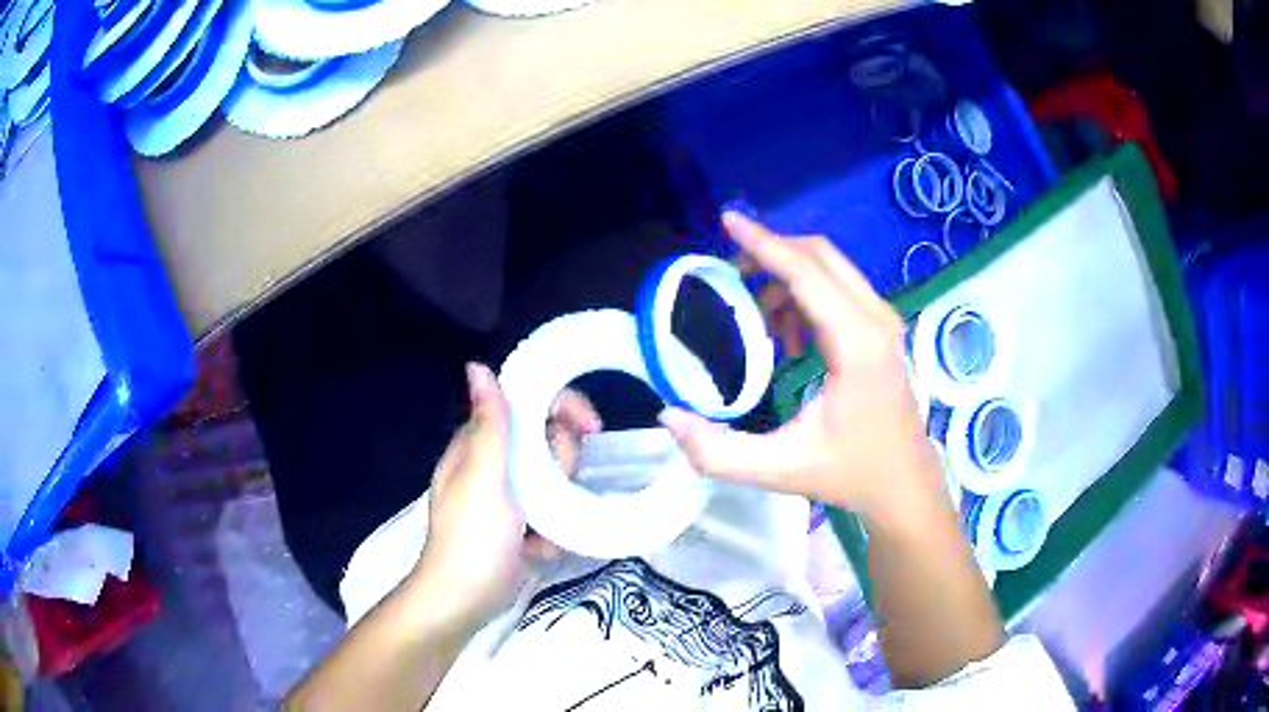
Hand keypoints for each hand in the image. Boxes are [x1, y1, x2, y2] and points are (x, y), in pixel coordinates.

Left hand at [414, 364, 600, 632]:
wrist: (464, 600)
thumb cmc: (472, 537)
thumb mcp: (482, 477)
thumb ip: (490, 425)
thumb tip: (478, 365)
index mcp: (479, 445)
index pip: (527, 404)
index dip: (560, 408)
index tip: (591, 428)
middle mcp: (492, 464)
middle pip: (546, 441)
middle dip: (560, 464)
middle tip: (556, 488)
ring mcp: (507, 497)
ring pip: (553, 479)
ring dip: (558, 502)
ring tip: (543, 529)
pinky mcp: (519, 526)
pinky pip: (552, 512)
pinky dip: (552, 529)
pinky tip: (540, 547)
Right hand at [660, 213, 944, 525]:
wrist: (904, 483)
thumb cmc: (849, 473)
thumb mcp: (779, 469)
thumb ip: (718, 452)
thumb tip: (668, 415)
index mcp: (857, 343)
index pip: (805, 271)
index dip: (763, 242)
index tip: (726, 220)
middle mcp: (876, 318)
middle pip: (818, 255)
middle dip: (770, 253)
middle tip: (729, 275)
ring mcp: (884, 319)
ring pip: (829, 268)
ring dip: (785, 278)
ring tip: (758, 321)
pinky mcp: (882, 327)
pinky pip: (838, 287)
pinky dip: (804, 295)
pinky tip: (788, 339)